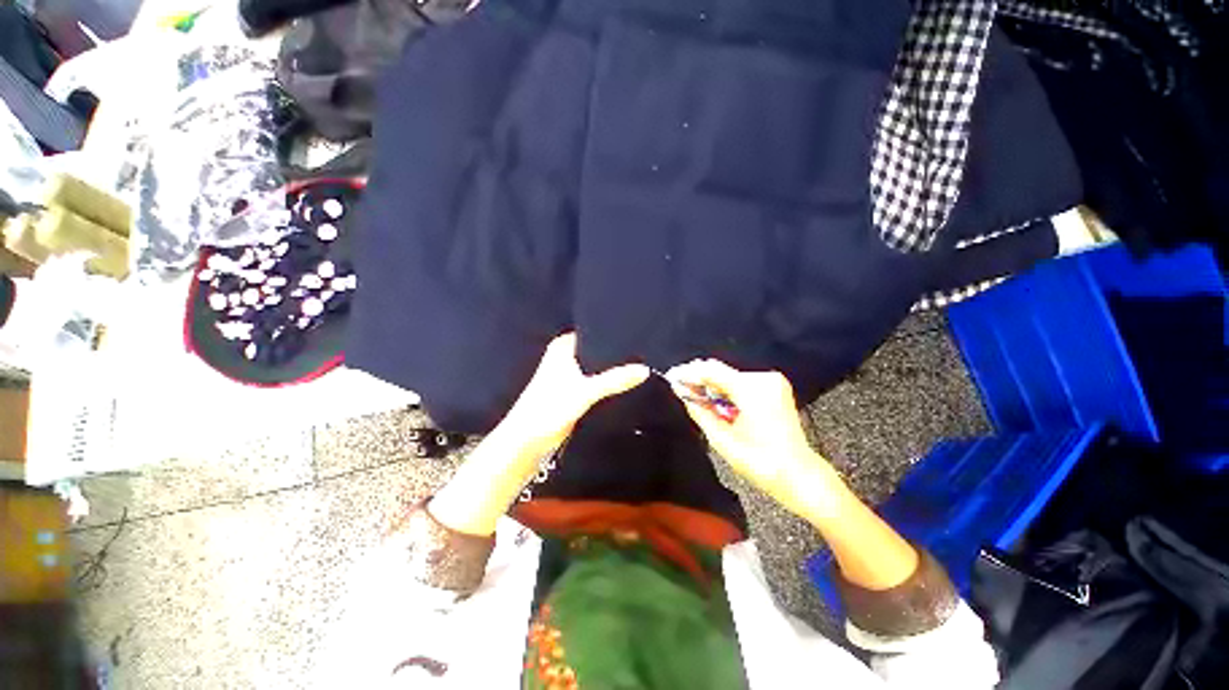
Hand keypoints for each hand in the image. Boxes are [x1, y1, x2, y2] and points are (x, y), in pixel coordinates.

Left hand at [430, 333, 647, 535]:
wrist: (528, 441)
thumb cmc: (550, 408)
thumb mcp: (585, 391)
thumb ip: (614, 380)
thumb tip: (644, 369)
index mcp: (563, 346)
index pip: (593, 331)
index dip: (612, 331)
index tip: (637, 330)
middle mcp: (566, 355)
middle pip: (597, 348)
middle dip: (616, 351)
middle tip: (643, 348)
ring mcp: (570, 373)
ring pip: (597, 365)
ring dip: (613, 367)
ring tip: (640, 361)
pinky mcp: (574, 390)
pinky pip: (596, 380)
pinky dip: (608, 380)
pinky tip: (625, 380)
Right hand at [666, 359, 843, 519]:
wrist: (799, 475)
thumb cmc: (761, 463)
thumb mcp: (722, 439)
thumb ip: (699, 411)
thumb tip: (681, 393)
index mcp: (752, 390)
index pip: (712, 371)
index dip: (689, 372)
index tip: (672, 376)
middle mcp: (764, 379)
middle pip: (722, 371)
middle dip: (700, 379)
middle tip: (682, 390)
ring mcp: (772, 382)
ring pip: (731, 376)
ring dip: (713, 386)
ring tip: (697, 398)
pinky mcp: (776, 388)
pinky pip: (743, 382)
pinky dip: (727, 390)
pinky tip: (718, 402)